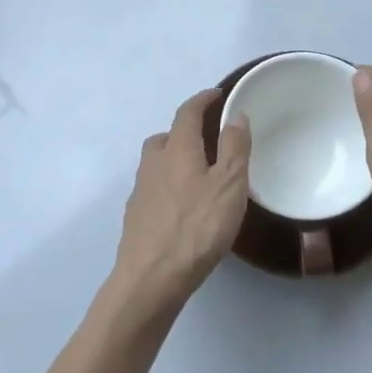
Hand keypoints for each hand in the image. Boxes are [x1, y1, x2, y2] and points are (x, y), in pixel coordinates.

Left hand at [111, 89, 250, 310]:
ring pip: (156, 163)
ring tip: (197, 175)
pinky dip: (168, 187)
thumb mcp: (230, 185)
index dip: (202, 100)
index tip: (216, 94)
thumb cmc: (197, 227)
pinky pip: (153, 189)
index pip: (187, 113)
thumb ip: (234, 147)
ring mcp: (140, 191)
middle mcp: (153, 163)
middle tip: (207, 139)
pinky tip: (182, 208)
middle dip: (185, 131)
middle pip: (166, 136)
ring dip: (174, 159)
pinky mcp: (135, 217)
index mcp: (177, 149)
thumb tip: (236, 115)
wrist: (151, 278)